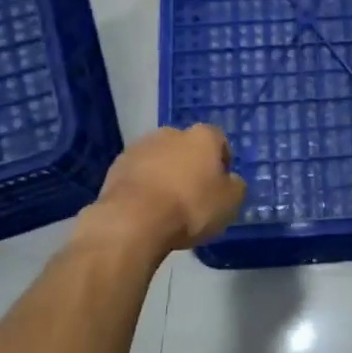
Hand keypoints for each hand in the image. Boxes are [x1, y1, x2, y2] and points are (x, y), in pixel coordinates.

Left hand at [88, 125, 245, 255]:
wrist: (133, 220)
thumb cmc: (190, 207)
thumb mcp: (230, 203)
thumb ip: (235, 186)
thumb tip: (230, 181)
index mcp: (202, 136)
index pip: (218, 139)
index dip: (222, 160)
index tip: (221, 183)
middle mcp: (171, 133)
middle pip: (186, 147)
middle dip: (190, 165)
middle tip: (193, 193)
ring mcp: (140, 147)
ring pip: (159, 158)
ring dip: (164, 174)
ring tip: (166, 204)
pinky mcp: (116, 166)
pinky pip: (138, 174)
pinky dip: (143, 186)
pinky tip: (145, 209)